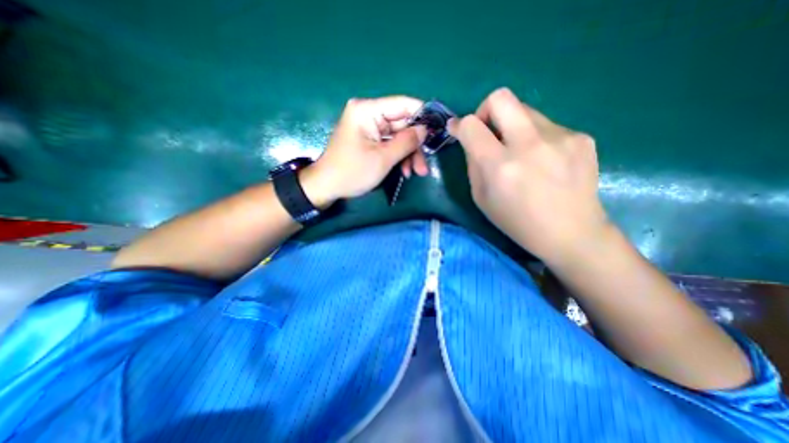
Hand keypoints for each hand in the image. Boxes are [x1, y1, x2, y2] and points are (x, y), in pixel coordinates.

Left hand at [299, 98, 428, 207]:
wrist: (327, 186)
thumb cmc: (352, 172)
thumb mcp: (383, 158)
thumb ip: (407, 141)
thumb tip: (426, 129)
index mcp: (368, 110)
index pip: (403, 104)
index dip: (423, 116)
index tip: (438, 131)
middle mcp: (369, 114)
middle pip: (402, 124)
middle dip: (415, 146)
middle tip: (424, 167)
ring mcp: (369, 128)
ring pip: (398, 136)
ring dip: (409, 155)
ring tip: (416, 173)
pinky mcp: (369, 140)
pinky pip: (390, 144)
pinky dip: (399, 157)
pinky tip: (405, 171)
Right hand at [450, 88, 608, 264]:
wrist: (571, 233)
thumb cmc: (517, 222)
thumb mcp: (481, 198)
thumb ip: (473, 164)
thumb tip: (469, 139)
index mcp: (500, 166)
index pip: (471, 125)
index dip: (460, 124)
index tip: (458, 130)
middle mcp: (529, 145)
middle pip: (500, 97)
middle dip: (485, 109)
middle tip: (487, 130)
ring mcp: (560, 137)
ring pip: (525, 109)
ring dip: (512, 125)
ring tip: (520, 152)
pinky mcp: (581, 137)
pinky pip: (546, 125)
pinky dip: (535, 137)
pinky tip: (543, 160)